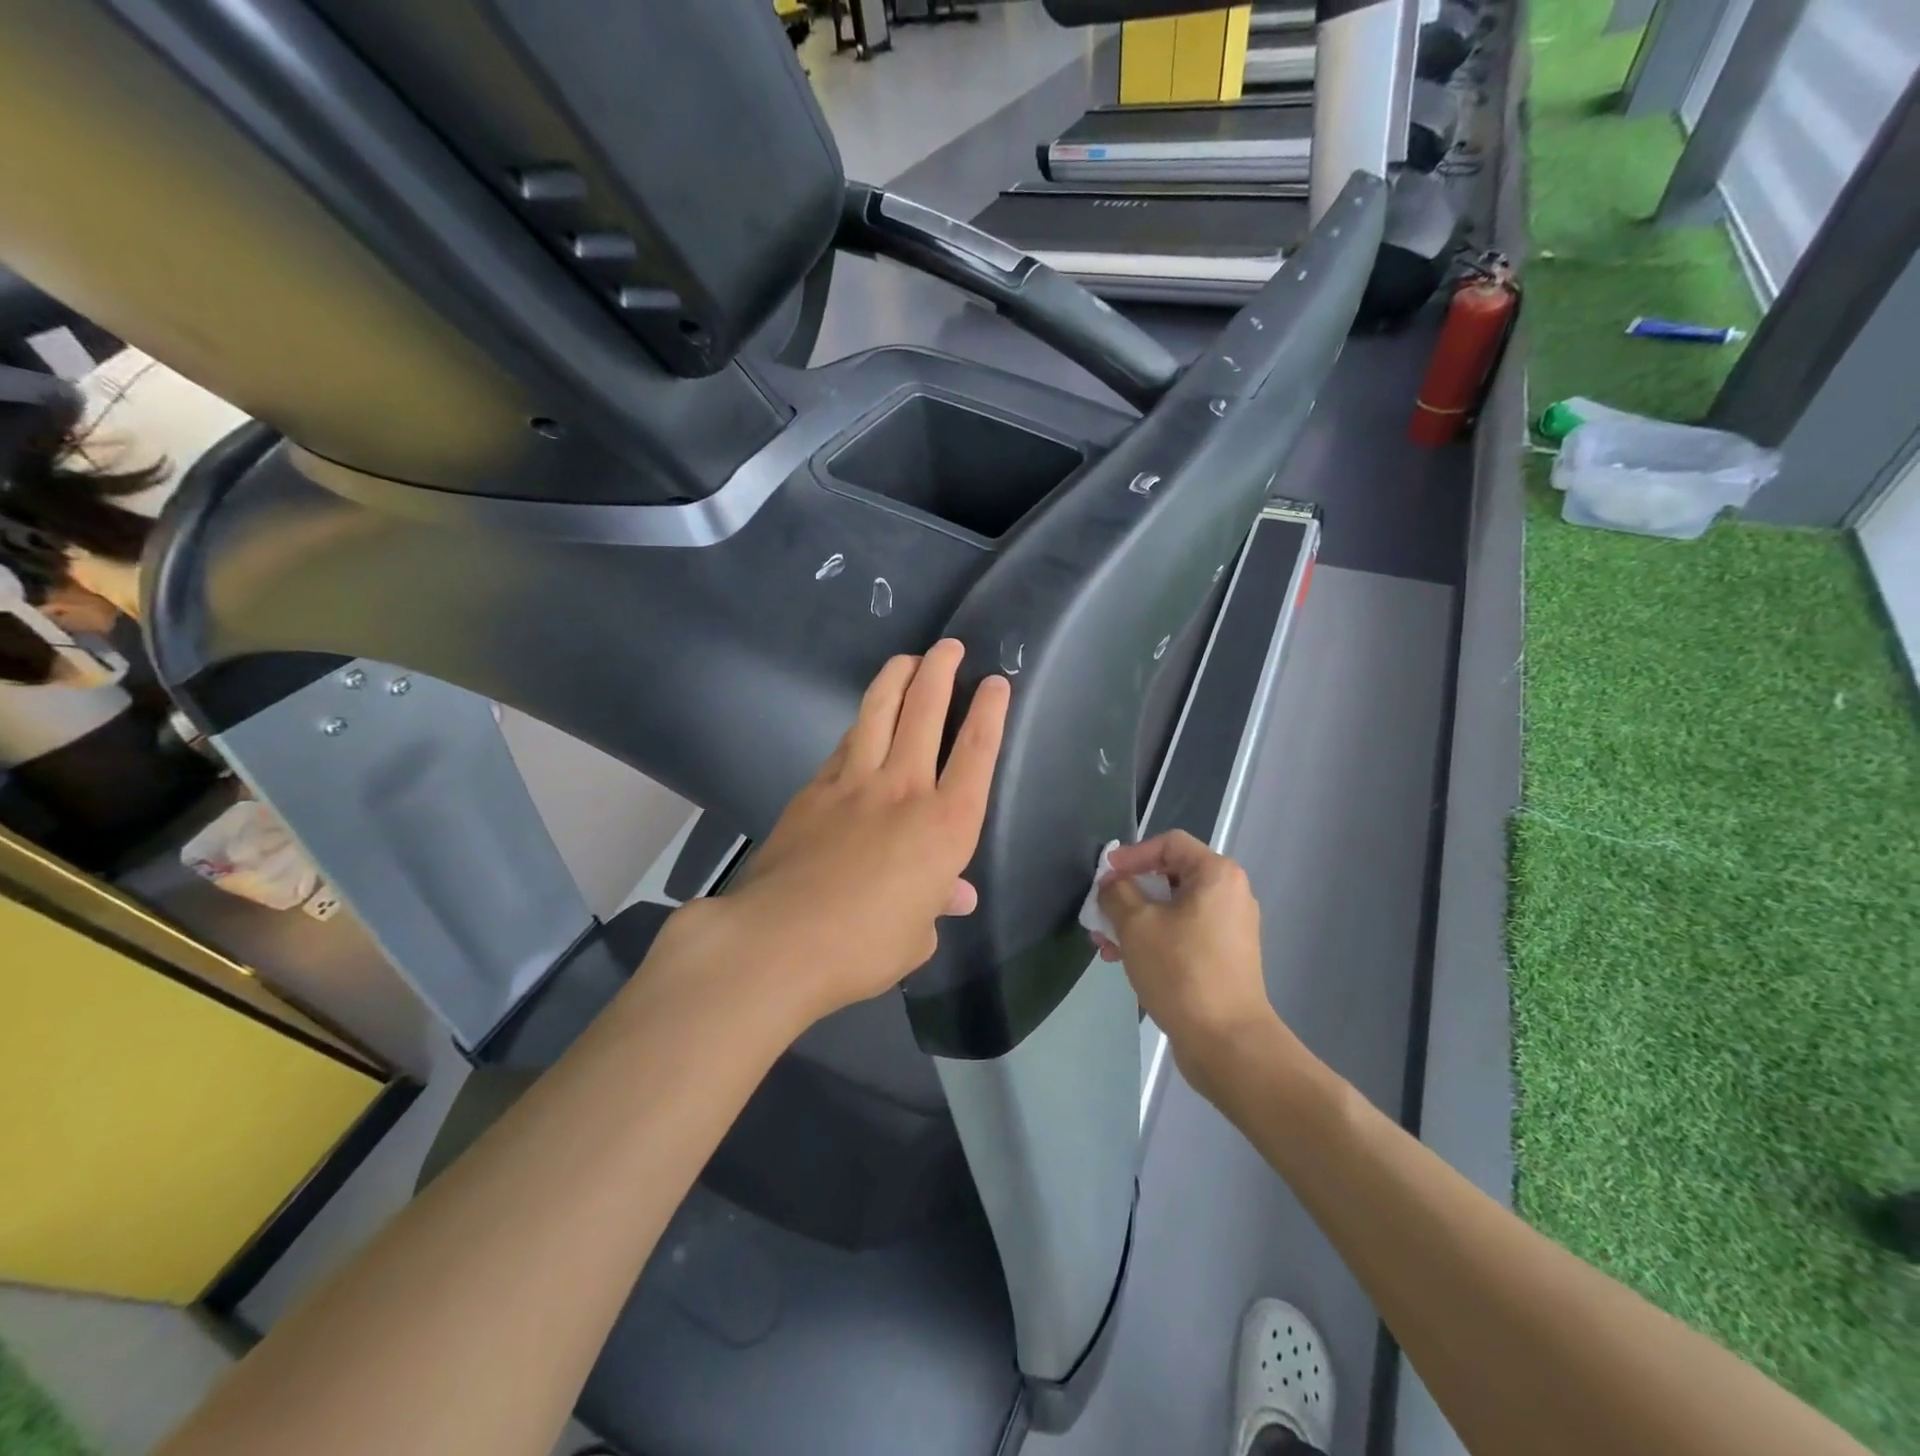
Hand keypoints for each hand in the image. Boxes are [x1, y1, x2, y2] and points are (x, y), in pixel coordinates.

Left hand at [693, 639, 1009, 1026]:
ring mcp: (853, 782)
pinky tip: (863, 719)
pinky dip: (861, 723)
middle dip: (941, 671)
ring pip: (879, 711)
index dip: (990, 712)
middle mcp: (903, 790)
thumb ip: (936, 905)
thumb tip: (953, 895)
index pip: (976, 753)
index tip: (996, 682)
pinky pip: (845, 743)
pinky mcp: (814, 788)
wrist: (778, 941)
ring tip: (908, 659)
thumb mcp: (915, 936)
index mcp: (945, 826)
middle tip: (949, 646)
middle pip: (925, 712)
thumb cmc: (862, 947)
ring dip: (897, 678)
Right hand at [1095, 831, 1284, 1096]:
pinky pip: (1182, 933)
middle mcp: (1229, 894)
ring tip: (1106, 947)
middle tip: (1100, 915)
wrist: (1227, 1042)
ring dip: (1134, 921)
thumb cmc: (1180, 971)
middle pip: (1168, 877)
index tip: (1105, 876)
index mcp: (1216, 875)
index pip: (1169, 843)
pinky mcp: (1224, 957)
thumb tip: (1112, 884)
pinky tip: (1126, 962)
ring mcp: (1229, 928)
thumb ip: (1117, 892)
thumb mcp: (1136, 924)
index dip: (1132, 854)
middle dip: (1127, 894)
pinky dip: (1154, 939)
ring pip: (1172, 909)